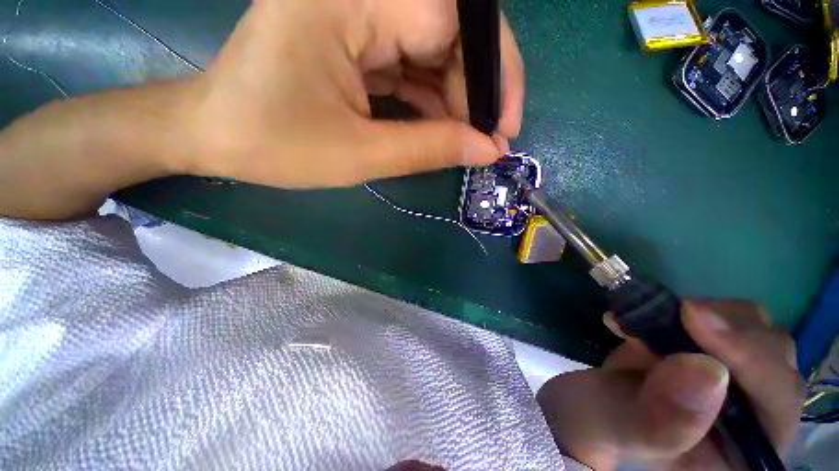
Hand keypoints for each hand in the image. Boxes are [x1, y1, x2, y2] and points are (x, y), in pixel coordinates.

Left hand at [183, 0, 524, 187]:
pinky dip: (431, 97)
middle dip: (475, 92)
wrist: (218, 136)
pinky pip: (410, 60)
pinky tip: (439, 128)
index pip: (452, 20)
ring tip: (466, 142)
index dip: (490, 76)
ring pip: (433, 49)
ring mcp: (354, 8)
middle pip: (448, 30)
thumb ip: (429, 149)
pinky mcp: (353, 33)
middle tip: (488, 141)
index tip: (503, 130)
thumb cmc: (276, 147)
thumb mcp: (360, 155)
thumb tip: (487, 150)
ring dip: (455, 100)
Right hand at [537, 302, 804, 469]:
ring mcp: (739, 376)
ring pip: (750, 325)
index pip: (777, 400)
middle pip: (773, 353)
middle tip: (669, 316)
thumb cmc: (605, 425)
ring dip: (697, 316)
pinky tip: (641, 315)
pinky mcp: (713, 347)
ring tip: (644, 323)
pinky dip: (678, 308)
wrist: (592, 402)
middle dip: (721, 330)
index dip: (747, 358)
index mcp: (745, 452)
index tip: (693, 319)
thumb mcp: (622, 429)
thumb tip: (707, 371)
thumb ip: (660, 420)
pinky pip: (717, 313)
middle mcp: (757, 413)